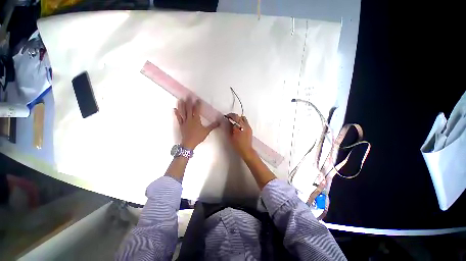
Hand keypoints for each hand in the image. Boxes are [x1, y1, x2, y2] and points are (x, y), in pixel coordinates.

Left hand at [174, 99, 218, 149]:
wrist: (189, 143)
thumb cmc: (198, 137)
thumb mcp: (207, 131)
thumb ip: (213, 126)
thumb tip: (219, 121)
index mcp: (196, 120)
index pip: (197, 110)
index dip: (197, 104)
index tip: (198, 99)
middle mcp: (190, 119)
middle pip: (189, 109)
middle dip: (189, 102)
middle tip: (188, 96)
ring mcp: (184, 122)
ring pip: (183, 112)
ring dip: (181, 106)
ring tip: (180, 99)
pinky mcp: (181, 125)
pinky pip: (178, 118)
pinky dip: (176, 113)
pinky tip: (174, 109)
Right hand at [226, 113, 255, 159]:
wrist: (246, 150)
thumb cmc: (237, 145)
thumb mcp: (231, 136)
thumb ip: (229, 127)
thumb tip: (227, 121)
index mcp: (241, 127)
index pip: (236, 117)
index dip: (230, 115)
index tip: (226, 116)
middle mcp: (246, 125)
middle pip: (240, 117)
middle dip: (234, 116)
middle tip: (229, 118)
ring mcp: (249, 127)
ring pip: (243, 118)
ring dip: (238, 118)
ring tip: (234, 122)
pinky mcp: (250, 129)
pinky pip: (245, 122)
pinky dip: (241, 122)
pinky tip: (238, 126)